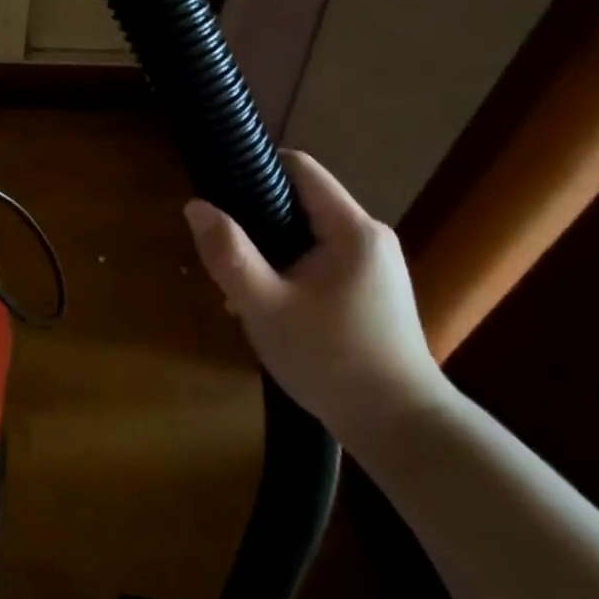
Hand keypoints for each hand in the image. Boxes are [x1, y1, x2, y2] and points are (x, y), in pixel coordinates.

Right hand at [183, 151, 448, 454]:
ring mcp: (375, 265)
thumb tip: (196, 206)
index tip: (218, 191)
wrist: (403, 431)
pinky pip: (322, 260)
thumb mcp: (266, 307)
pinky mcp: (374, 290)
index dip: (255, 168)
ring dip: (271, 251)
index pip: (299, 167)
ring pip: (308, 234)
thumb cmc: (332, 361)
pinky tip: (271, 307)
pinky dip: (292, 270)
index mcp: (351, 228)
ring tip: (241, 288)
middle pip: (301, 201)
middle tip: (225, 253)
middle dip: (257, 220)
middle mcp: (369, 236)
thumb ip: (229, 254)